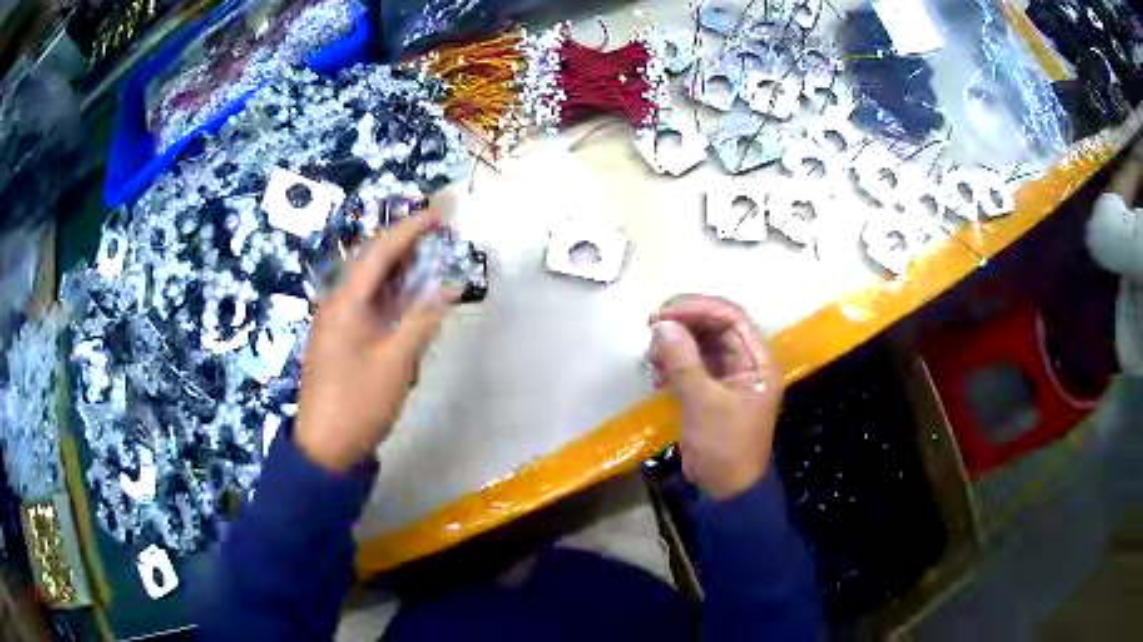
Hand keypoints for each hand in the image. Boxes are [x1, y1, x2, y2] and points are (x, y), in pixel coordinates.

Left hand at [296, 214, 451, 471]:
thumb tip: (449, 287)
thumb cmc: (359, 402)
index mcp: (345, 302)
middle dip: (404, 247)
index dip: (409, 230)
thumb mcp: (397, 362)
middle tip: (438, 240)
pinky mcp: (339, 342)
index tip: (438, 217)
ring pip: (369, 287)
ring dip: (398, 274)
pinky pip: (366, 308)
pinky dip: (390, 301)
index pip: (379, 252)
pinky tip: (407, 306)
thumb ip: (422, 320)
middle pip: (371, 264)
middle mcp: (336, 304)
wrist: (325, 448)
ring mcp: (335, 324)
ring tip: (428, 266)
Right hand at [648, 295, 783, 499]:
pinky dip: (673, 362)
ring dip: (674, 343)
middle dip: (683, 323)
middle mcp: (746, 360)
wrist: (726, 488)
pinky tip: (657, 376)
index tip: (663, 314)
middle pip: (715, 324)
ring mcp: (729, 373)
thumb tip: (661, 324)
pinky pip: (692, 362)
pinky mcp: (712, 387)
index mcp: (758, 360)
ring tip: (652, 359)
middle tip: (651, 327)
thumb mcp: (704, 403)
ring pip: (700, 341)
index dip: (698, 308)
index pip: (731, 316)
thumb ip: (683, 362)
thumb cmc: (725, 447)